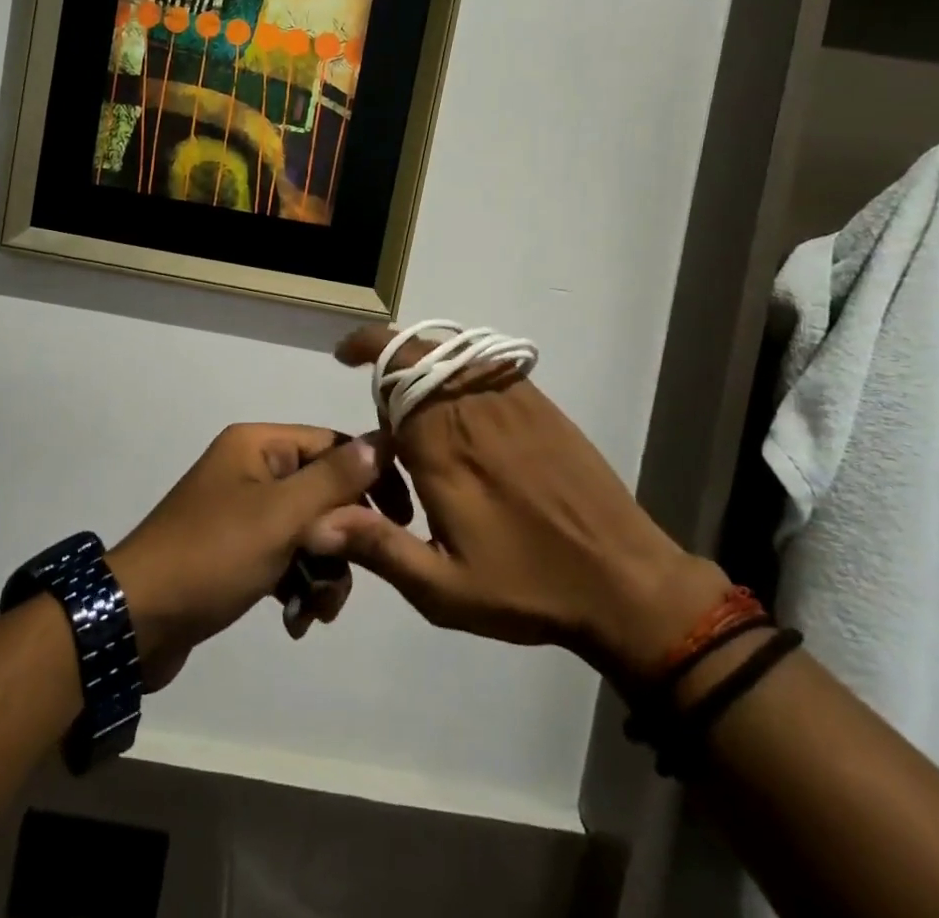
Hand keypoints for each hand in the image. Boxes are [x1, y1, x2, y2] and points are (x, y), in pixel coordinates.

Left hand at [107, 423, 381, 689]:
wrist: (138, 621)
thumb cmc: (212, 556)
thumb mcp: (280, 516)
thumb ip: (333, 480)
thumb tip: (380, 439)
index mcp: (259, 446)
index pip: (333, 444)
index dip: (370, 477)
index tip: (402, 518)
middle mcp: (253, 469)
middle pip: (323, 493)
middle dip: (340, 541)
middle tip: (343, 577)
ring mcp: (244, 511)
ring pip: (309, 532)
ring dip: (322, 572)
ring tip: (314, 610)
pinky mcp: (238, 551)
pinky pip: (286, 557)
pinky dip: (297, 585)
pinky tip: (294, 620)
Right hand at [309, 327, 731, 687]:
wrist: (623, 581)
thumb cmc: (527, 586)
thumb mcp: (443, 589)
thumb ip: (378, 548)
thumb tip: (315, 521)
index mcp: (440, 446)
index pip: (391, 372)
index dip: (365, 356)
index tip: (344, 361)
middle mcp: (471, 408)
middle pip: (419, 350)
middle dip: (387, 352)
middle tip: (375, 388)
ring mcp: (510, 400)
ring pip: (453, 350)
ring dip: (422, 357)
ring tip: (413, 394)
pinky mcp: (540, 405)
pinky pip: (487, 362)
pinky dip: (460, 366)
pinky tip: (462, 403)